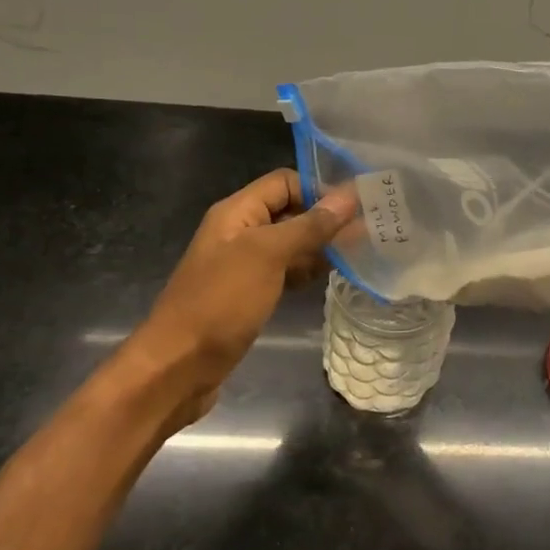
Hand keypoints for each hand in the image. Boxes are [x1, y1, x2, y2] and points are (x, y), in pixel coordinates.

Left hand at [123, 170, 357, 430]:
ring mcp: (244, 266)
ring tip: (362, 252)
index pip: (285, 182)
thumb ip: (309, 225)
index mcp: (237, 212)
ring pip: (290, 244)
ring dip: (321, 246)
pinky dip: (307, 271)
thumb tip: (349, 196)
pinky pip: (284, 272)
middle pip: (289, 211)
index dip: (320, 188)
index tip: (358, 205)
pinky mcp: (249, 295)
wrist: (178, 367)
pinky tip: (333, 277)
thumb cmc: (221, 302)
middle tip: (371, 229)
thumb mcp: (267, 256)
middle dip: (326, 218)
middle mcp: (239, 232)